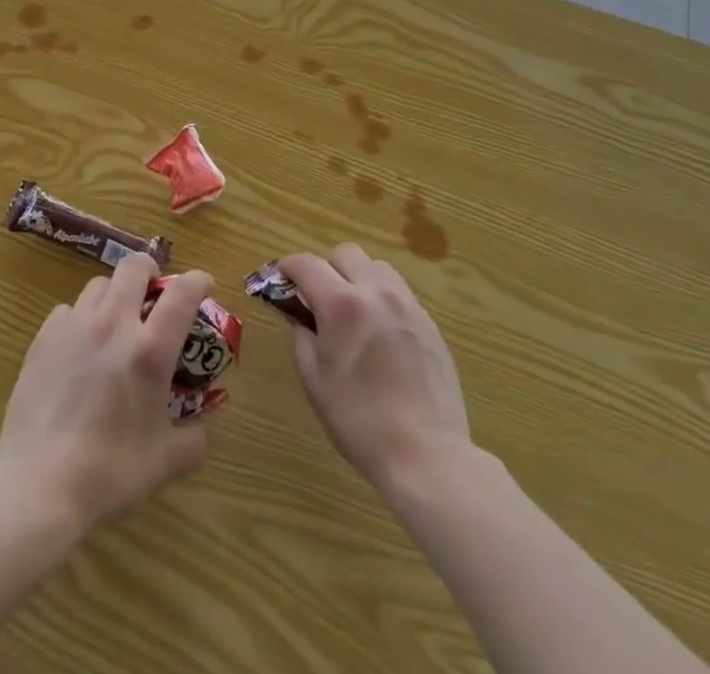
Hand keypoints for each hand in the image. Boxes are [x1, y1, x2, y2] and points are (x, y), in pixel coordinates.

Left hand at [0, 254, 211, 533]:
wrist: (39, 483)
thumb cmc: (109, 472)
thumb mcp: (165, 462)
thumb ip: (193, 439)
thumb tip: (202, 427)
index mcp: (150, 350)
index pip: (182, 293)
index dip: (198, 280)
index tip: (204, 285)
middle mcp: (113, 324)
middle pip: (134, 267)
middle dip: (150, 273)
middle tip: (154, 296)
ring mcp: (75, 326)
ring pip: (99, 285)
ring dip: (114, 295)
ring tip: (115, 324)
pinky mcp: (44, 337)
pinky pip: (68, 310)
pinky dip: (80, 319)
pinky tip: (79, 348)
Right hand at [281, 244, 470, 497]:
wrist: (427, 455)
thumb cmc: (360, 421)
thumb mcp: (314, 381)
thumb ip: (301, 337)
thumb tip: (299, 317)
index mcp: (343, 304)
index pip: (307, 263)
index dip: (287, 268)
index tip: (280, 282)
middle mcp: (377, 292)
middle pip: (346, 254)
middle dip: (326, 269)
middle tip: (319, 301)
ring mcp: (408, 305)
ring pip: (376, 267)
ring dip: (357, 278)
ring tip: (352, 313)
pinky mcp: (430, 323)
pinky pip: (399, 292)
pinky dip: (381, 298)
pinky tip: (379, 334)